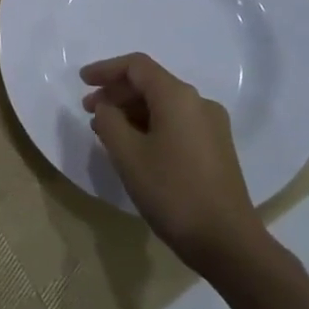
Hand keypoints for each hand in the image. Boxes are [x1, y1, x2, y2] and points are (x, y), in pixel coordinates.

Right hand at [81, 53, 264, 271]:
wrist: (227, 241)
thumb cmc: (172, 192)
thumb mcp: (128, 155)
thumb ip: (109, 122)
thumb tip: (106, 108)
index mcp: (178, 96)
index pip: (137, 66)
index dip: (106, 70)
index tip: (82, 82)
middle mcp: (198, 102)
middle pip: (151, 84)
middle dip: (117, 93)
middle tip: (89, 111)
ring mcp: (211, 125)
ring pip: (163, 105)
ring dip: (132, 111)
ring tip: (106, 131)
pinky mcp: (216, 147)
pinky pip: (176, 123)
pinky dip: (150, 125)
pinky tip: (134, 146)